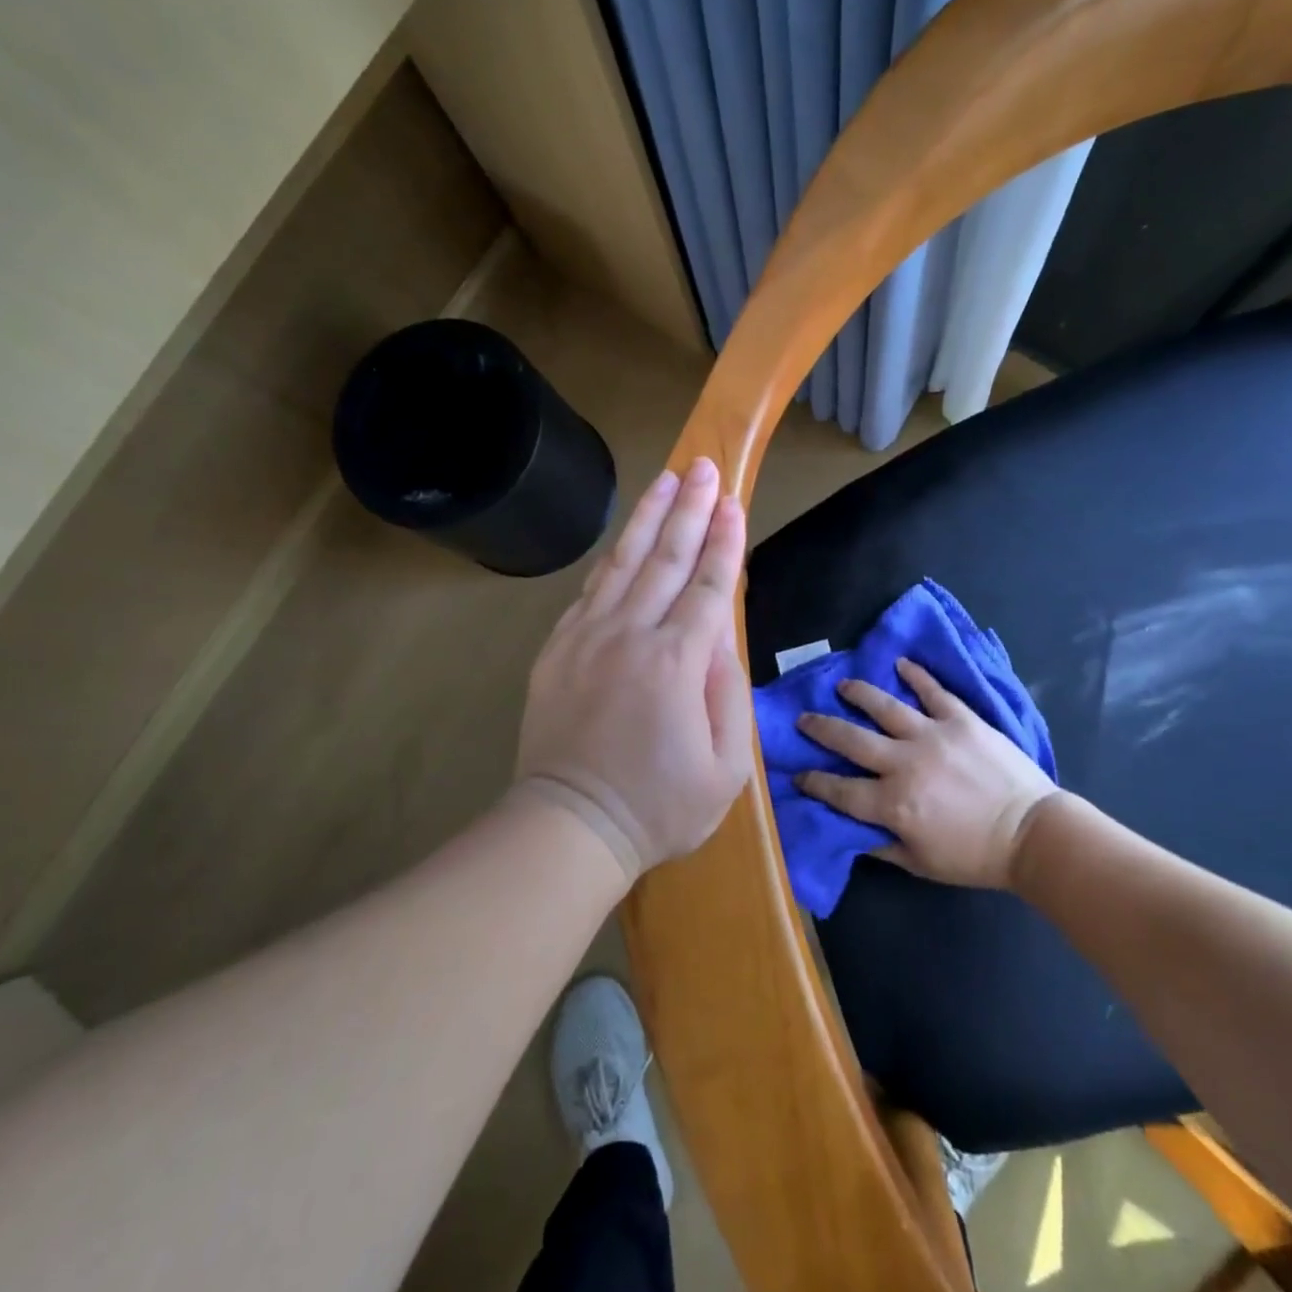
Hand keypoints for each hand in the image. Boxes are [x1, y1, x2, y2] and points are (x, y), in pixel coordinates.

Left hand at [515, 457, 752, 879]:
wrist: (570, 825)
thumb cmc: (659, 805)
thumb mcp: (726, 768)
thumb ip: (730, 695)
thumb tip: (720, 640)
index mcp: (677, 662)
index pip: (707, 586)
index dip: (723, 541)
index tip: (732, 502)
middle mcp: (631, 635)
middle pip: (666, 559)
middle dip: (688, 509)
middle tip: (702, 466)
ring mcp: (588, 638)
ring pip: (623, 563)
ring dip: (647, 518)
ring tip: (665, 479)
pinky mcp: (558, 649)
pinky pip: (590, 591)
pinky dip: (611, 560)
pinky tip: (624, 540)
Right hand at [796, 658, 1056, 889]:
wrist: (1033, 834)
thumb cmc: (975, 855)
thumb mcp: (921, 863)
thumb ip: (882, 845)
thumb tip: (850, 832)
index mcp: (893, 803)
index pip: (840, 790)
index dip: (814, 782)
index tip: (797, 774)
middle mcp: (905, 763)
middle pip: (851, 740)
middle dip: (821, 728)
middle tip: (804, 718)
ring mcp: (934, 735)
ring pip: (885, 707)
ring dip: (859, 693)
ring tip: (842, 686)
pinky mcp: (962, 720)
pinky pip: (934, 691)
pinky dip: (917, 676)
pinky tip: (901, 663)